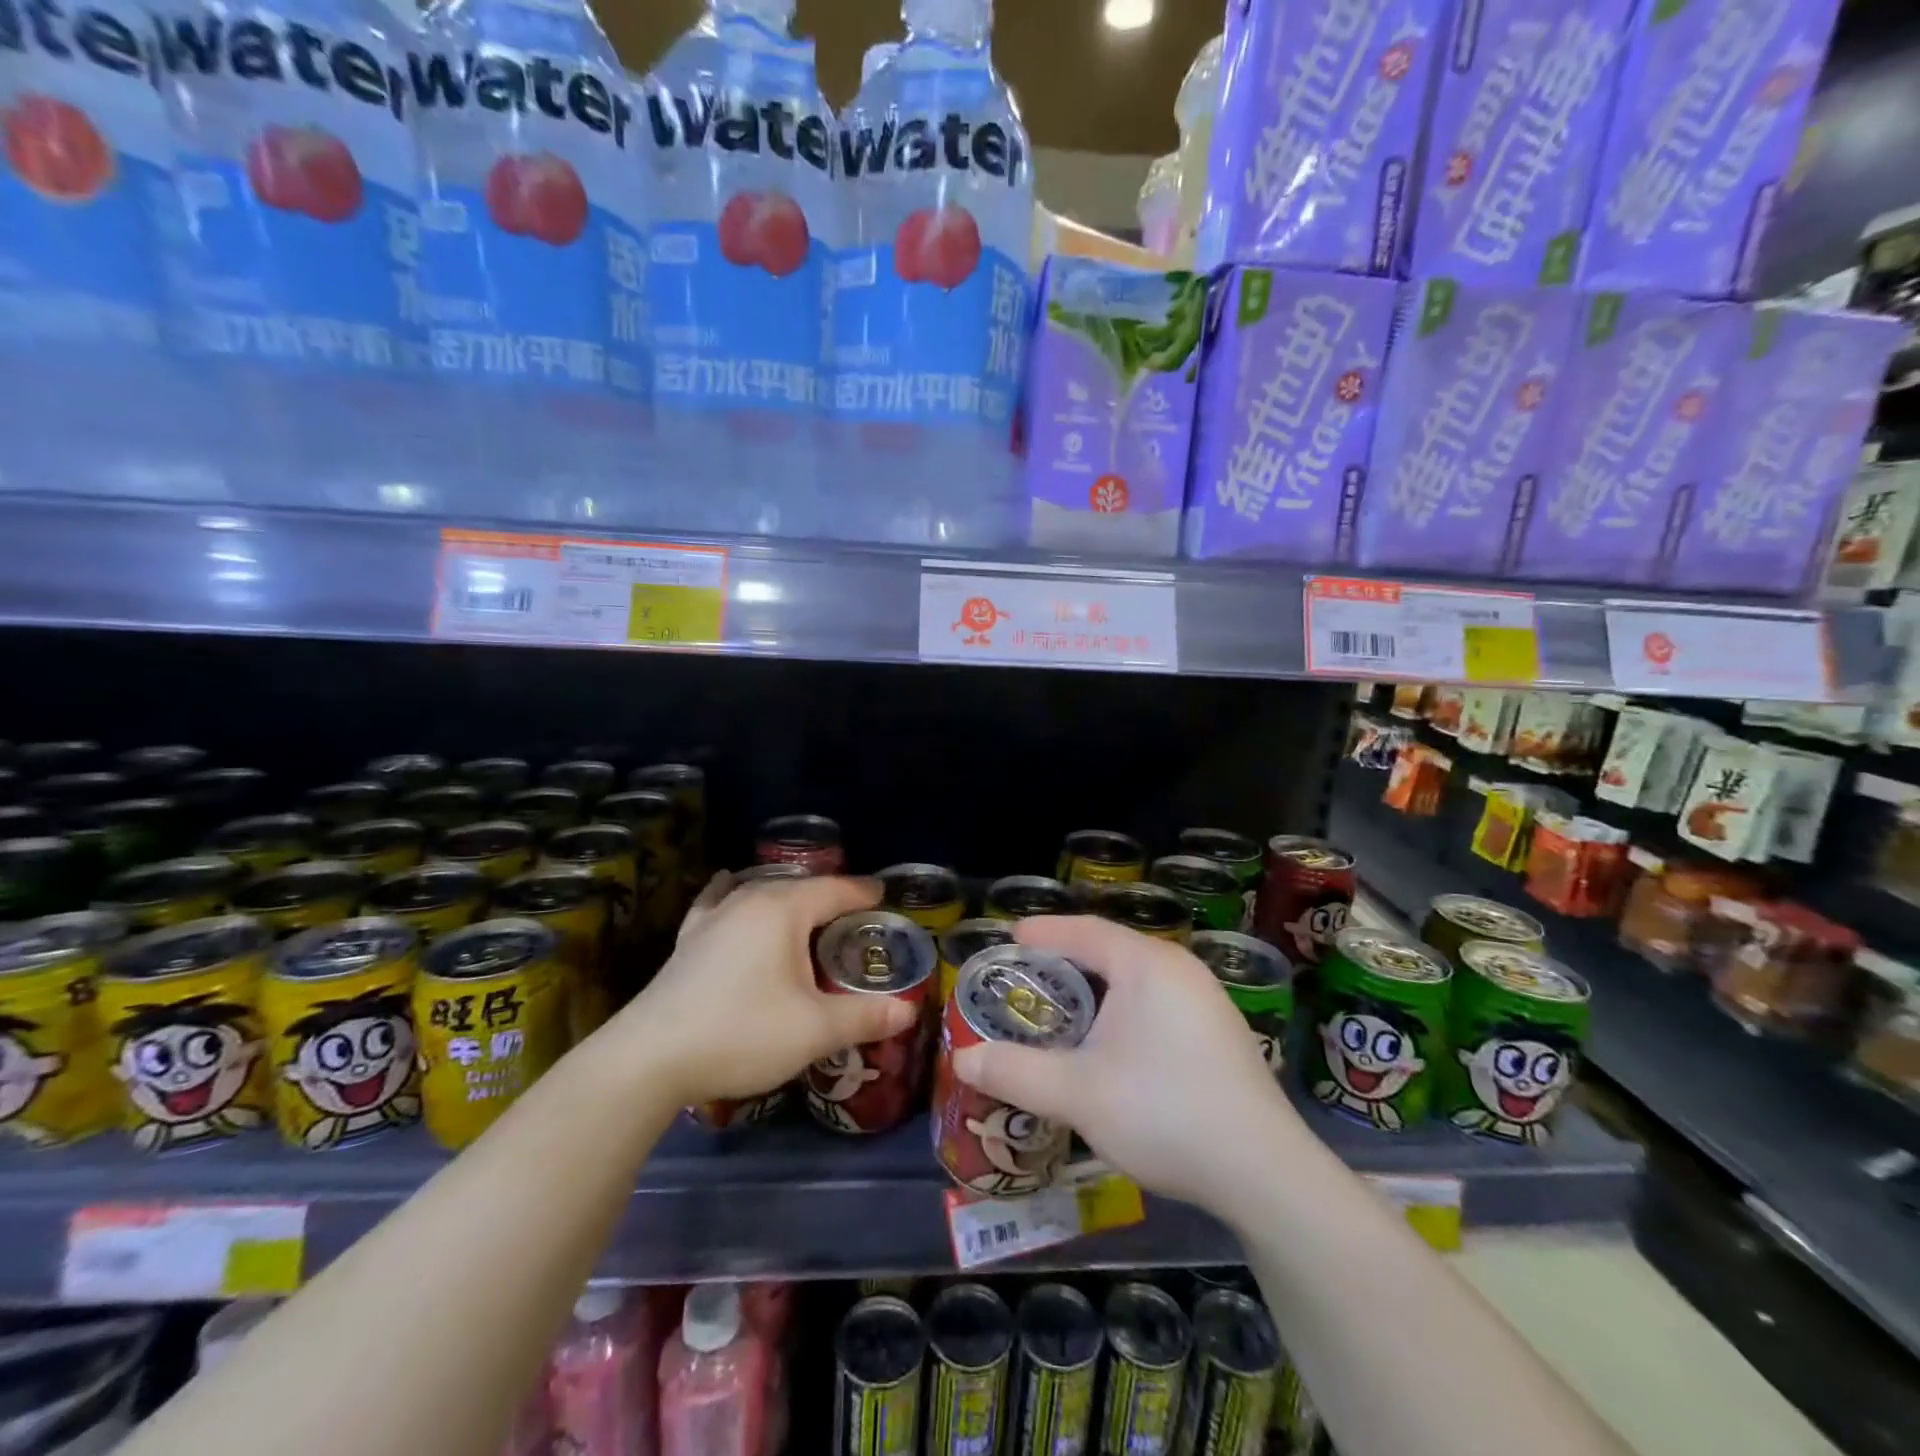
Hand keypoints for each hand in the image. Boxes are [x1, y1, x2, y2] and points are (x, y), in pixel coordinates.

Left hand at [622, 874, 915, 1106]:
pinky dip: (732, 893)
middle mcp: (749, 900)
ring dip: (789, 898)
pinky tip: (727, 886)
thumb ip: (864, 1016)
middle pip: (800, 887)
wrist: (649, 1059)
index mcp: (784, 911)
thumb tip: (908, 1009)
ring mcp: (714, 916)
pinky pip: (719, 901)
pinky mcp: (689, 938)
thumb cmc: (741, 1033)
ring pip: (761, 892)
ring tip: (807, 911)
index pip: (835, 890)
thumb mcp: (814, 1030)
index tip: (884, 896)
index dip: (863, 893)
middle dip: (831, 897)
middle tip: (856, 917)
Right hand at [953, 916, 1297, 1213]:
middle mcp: (1179, 968)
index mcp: (1146, 964)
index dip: (1042, 932)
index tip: (1009, 939)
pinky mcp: (1220, 1031)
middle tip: (1026, 978)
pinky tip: (1112, 1042)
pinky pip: (1158, 1000)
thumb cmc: (1164, 1111)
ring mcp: (1206, 999)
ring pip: (1136, 977)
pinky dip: (1124, 1007)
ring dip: (1096, 987)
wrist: (1264, 1172)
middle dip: (1065, 960)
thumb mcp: (1077, 1093)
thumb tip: (962, 1060)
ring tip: (1062, 1009)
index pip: (1083, 930)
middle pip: (1110, 949)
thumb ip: (1015, 1072)